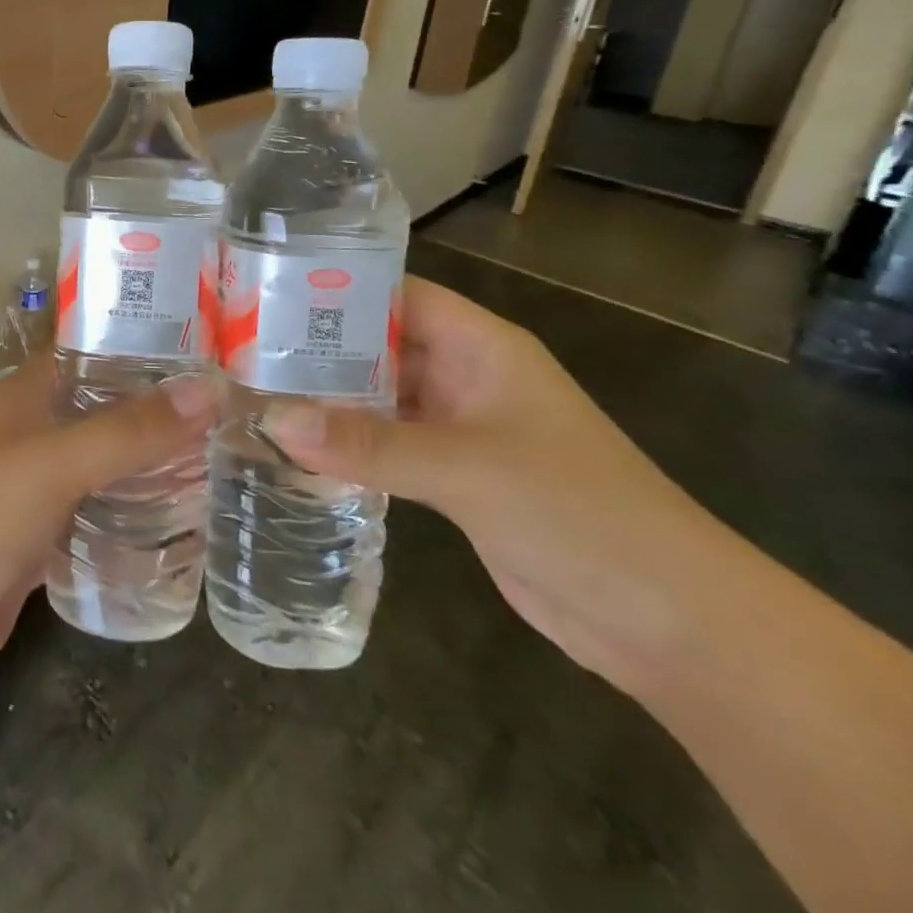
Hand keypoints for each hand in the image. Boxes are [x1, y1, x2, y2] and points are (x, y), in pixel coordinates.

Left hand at [0, 359, 218, 706]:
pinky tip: (182, 531)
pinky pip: (95, 524)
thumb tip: (208, 389)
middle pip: (104, 414)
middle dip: (159, 414)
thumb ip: (127, 431)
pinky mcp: (39, 547)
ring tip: (223, 468)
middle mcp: (33, 437)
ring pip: (102, 470)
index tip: (210, 349)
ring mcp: (35, 494)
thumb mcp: (52, 465)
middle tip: (235, 416)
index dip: (143, 346)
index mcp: (27, 399)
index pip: (91, 354)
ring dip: (149, 470)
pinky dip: (130, 524)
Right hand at [262, 278, 722, 683]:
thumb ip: (368, 443)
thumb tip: (274, 419)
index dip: (337, 287)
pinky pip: (388, 445)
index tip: (266, 292)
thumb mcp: (467, 468)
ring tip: (253, 392)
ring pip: (380, 398)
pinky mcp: (454, 477)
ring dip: (328, 399)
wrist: (672, 624)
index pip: (397, 295)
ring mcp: (461, 429)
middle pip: (380, 345)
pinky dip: (347, 443)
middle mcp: (468, 377)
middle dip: (318, 347)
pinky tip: (295, 447)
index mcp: (483, 347)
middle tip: (240, 348)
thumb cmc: (580, 514)